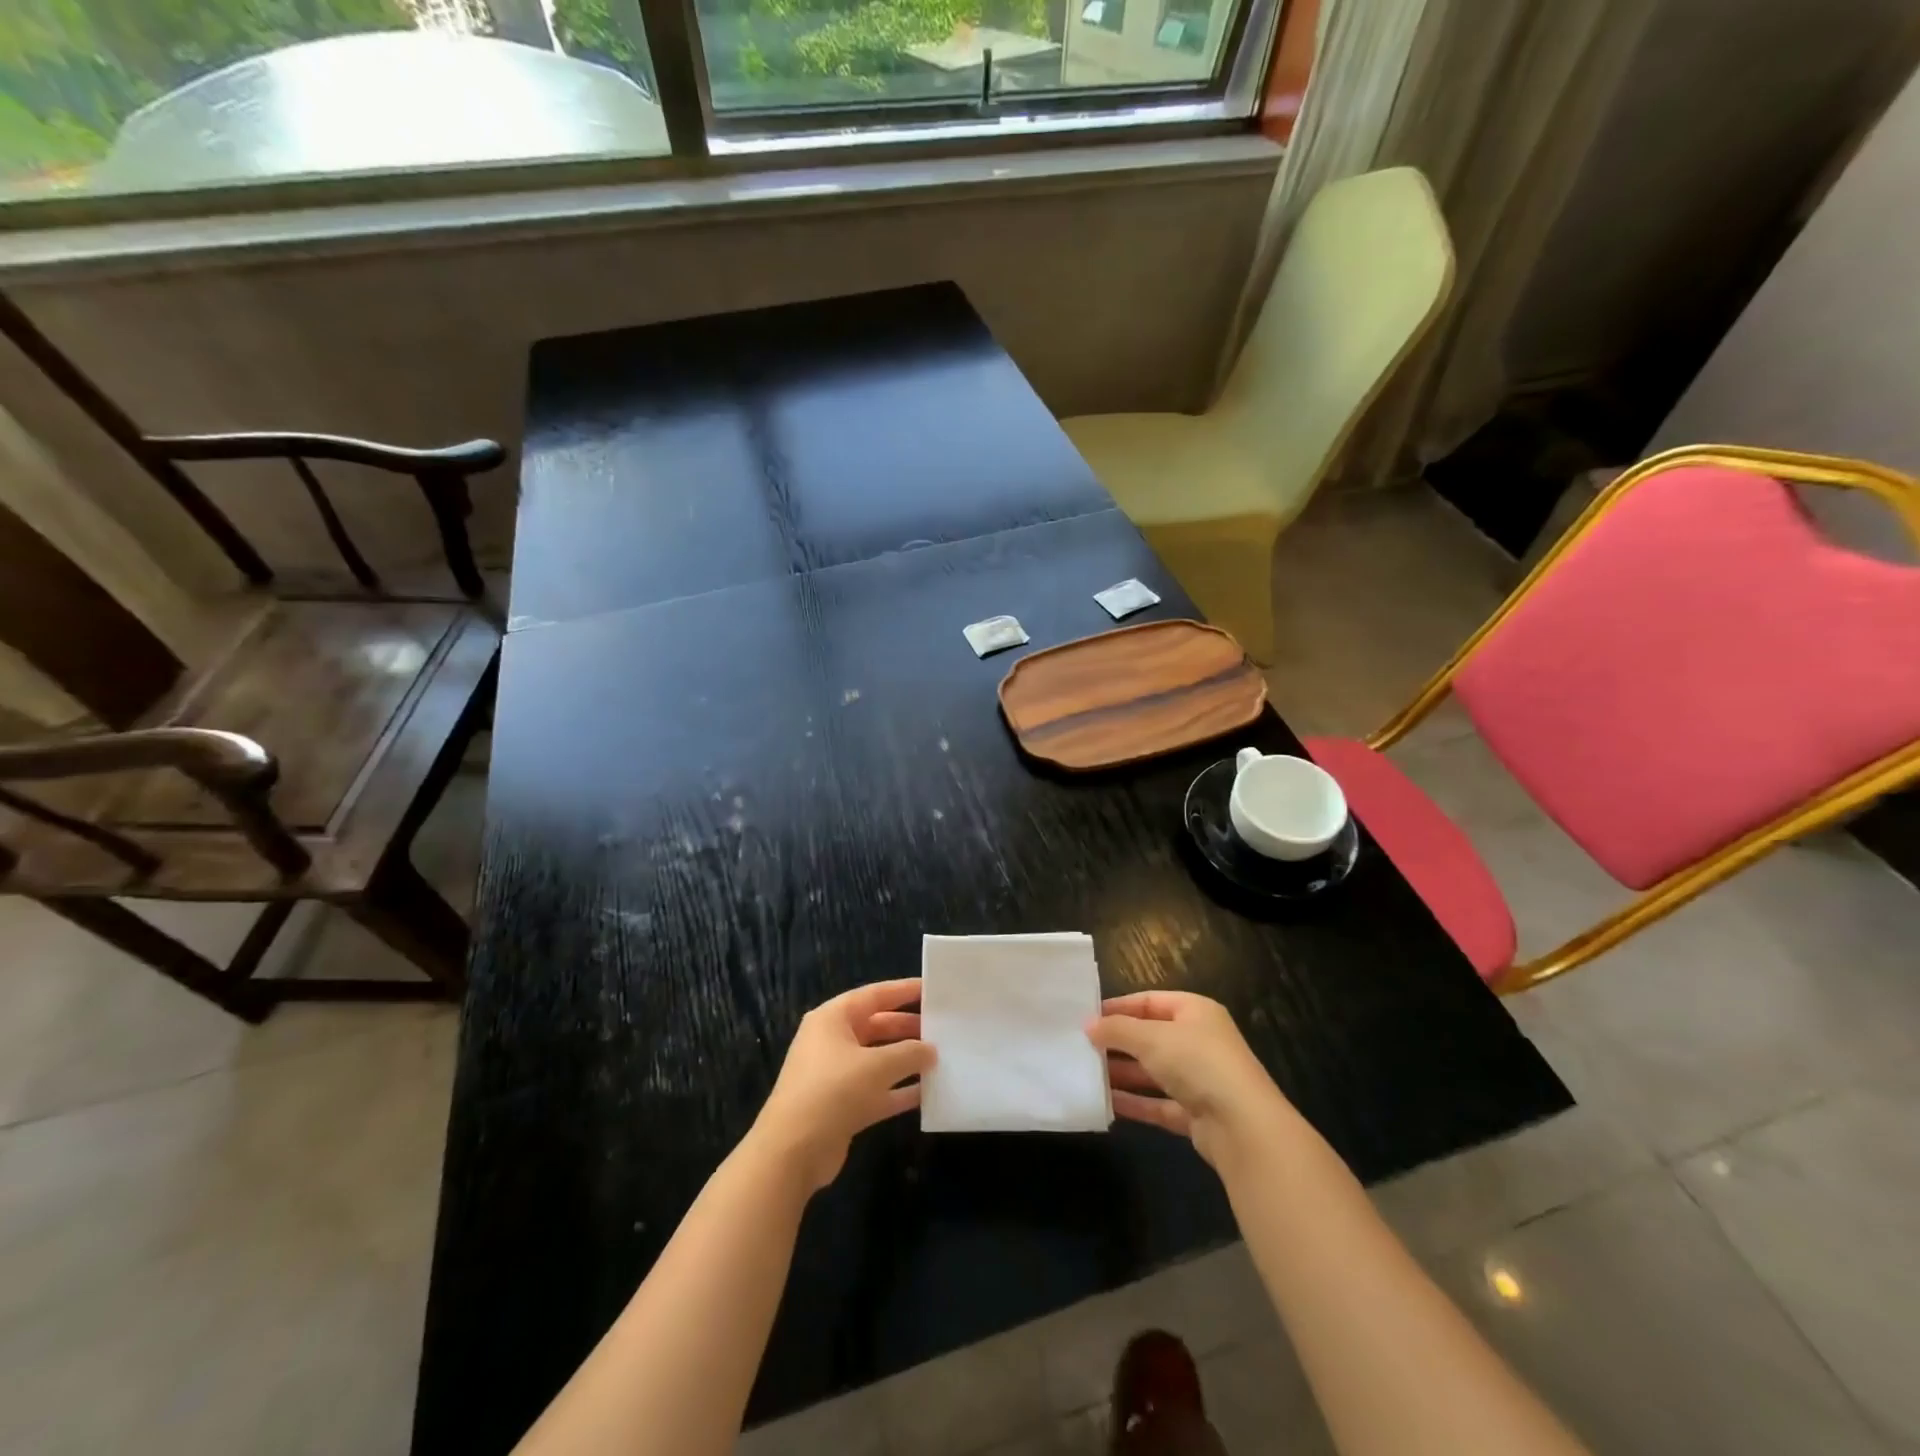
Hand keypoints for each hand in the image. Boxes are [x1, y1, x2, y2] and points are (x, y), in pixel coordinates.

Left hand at [750, 979, 934, 1192]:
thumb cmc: (833, 1091)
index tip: (932, 989)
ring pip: (878, 1059)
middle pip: (877, 1026)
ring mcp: (836, 1075)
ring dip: (906, 1060)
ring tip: (941, 1058)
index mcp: (833, 1019)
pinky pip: (877, 1090)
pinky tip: (927, 1093)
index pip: (874, 995)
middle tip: (942, 1028)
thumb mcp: (877, 1066)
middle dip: (908, 1028)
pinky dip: (899, 1090)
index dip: (904, 990)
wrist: (792, 1152)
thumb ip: (909, 1053)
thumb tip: (931, 1050)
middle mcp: (832, 1041)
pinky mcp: (842, 1106)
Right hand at [1088, 991, 1286, 1167]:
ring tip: (1087, 1073)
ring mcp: (1200, 1079)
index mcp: (1195, 1012)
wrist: (1243, 1127)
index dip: (1119, 1007)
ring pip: (1153, 1071)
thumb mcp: (1151, 1038)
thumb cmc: (1197, 1063)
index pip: (1150, 1001)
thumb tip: (1088, 1025)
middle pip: (1151, 1036)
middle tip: (1082, 1047)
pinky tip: (1107, 1103)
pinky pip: (1158, 1103)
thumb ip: (1117, 1029)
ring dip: (1123, 1073)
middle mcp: (1199, 1041)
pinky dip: (1135, 1103)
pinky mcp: (1196, 1113)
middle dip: (1118, 1042)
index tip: (1087, 1017)